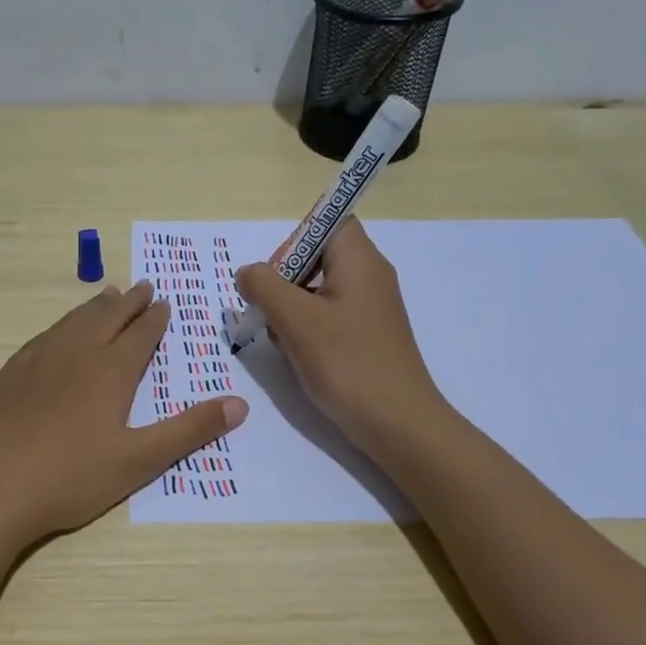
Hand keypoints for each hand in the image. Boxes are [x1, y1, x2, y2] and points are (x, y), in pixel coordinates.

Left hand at [0, 282, 247, 546]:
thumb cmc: (71, 476)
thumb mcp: (140, 460)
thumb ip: (189, 431)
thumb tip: (240, 404)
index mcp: (110, 370)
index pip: (139, 334)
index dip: (154, 318)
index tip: (163, 302)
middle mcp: (75, 354)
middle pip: (106, 317)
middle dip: (128, 301)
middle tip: (142, 286)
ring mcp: (37, 361)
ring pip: (72, 321)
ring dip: (94, 307)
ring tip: (106, 296)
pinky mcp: (9, 375)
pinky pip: (44, 336)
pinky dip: (62, 325)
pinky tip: (57, 333)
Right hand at [234, 217, 444, 450]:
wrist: (398, 423)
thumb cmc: (347, 362)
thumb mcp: (295, 319)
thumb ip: (263, 286)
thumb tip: (248, 273)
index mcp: (360, 260)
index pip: (328, 221)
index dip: (295, 239)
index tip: (276, 274)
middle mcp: (370, 276)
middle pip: (318, 257)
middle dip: (284, 282)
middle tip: (270, 312)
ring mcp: (371, 308)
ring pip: (318, 291)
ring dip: (291, 310)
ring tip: (283, 340)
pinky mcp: (368, 336)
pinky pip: (329, 317)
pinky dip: (307, 330)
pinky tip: (298, 357)